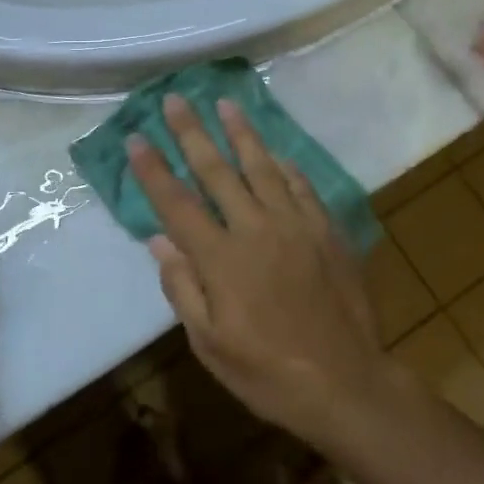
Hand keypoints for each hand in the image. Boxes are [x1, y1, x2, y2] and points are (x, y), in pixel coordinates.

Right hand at [129, 94, 394, 449]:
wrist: (347, 384)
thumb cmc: (269, 373)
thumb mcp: (210, 345)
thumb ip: (182, 288)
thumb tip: (159, 240)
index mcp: (220, 259)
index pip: (177, 203)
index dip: (153, 170)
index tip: (136, 138)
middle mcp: (254, 229)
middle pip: (216, 170)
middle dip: (192, 133)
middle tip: (176, 99)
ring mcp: (295, 224)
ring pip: (262, 167)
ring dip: (241, 133)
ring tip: (225, 104)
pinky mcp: (326, 230)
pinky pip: (301, 186)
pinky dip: (285, 166)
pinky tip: (276, 152)